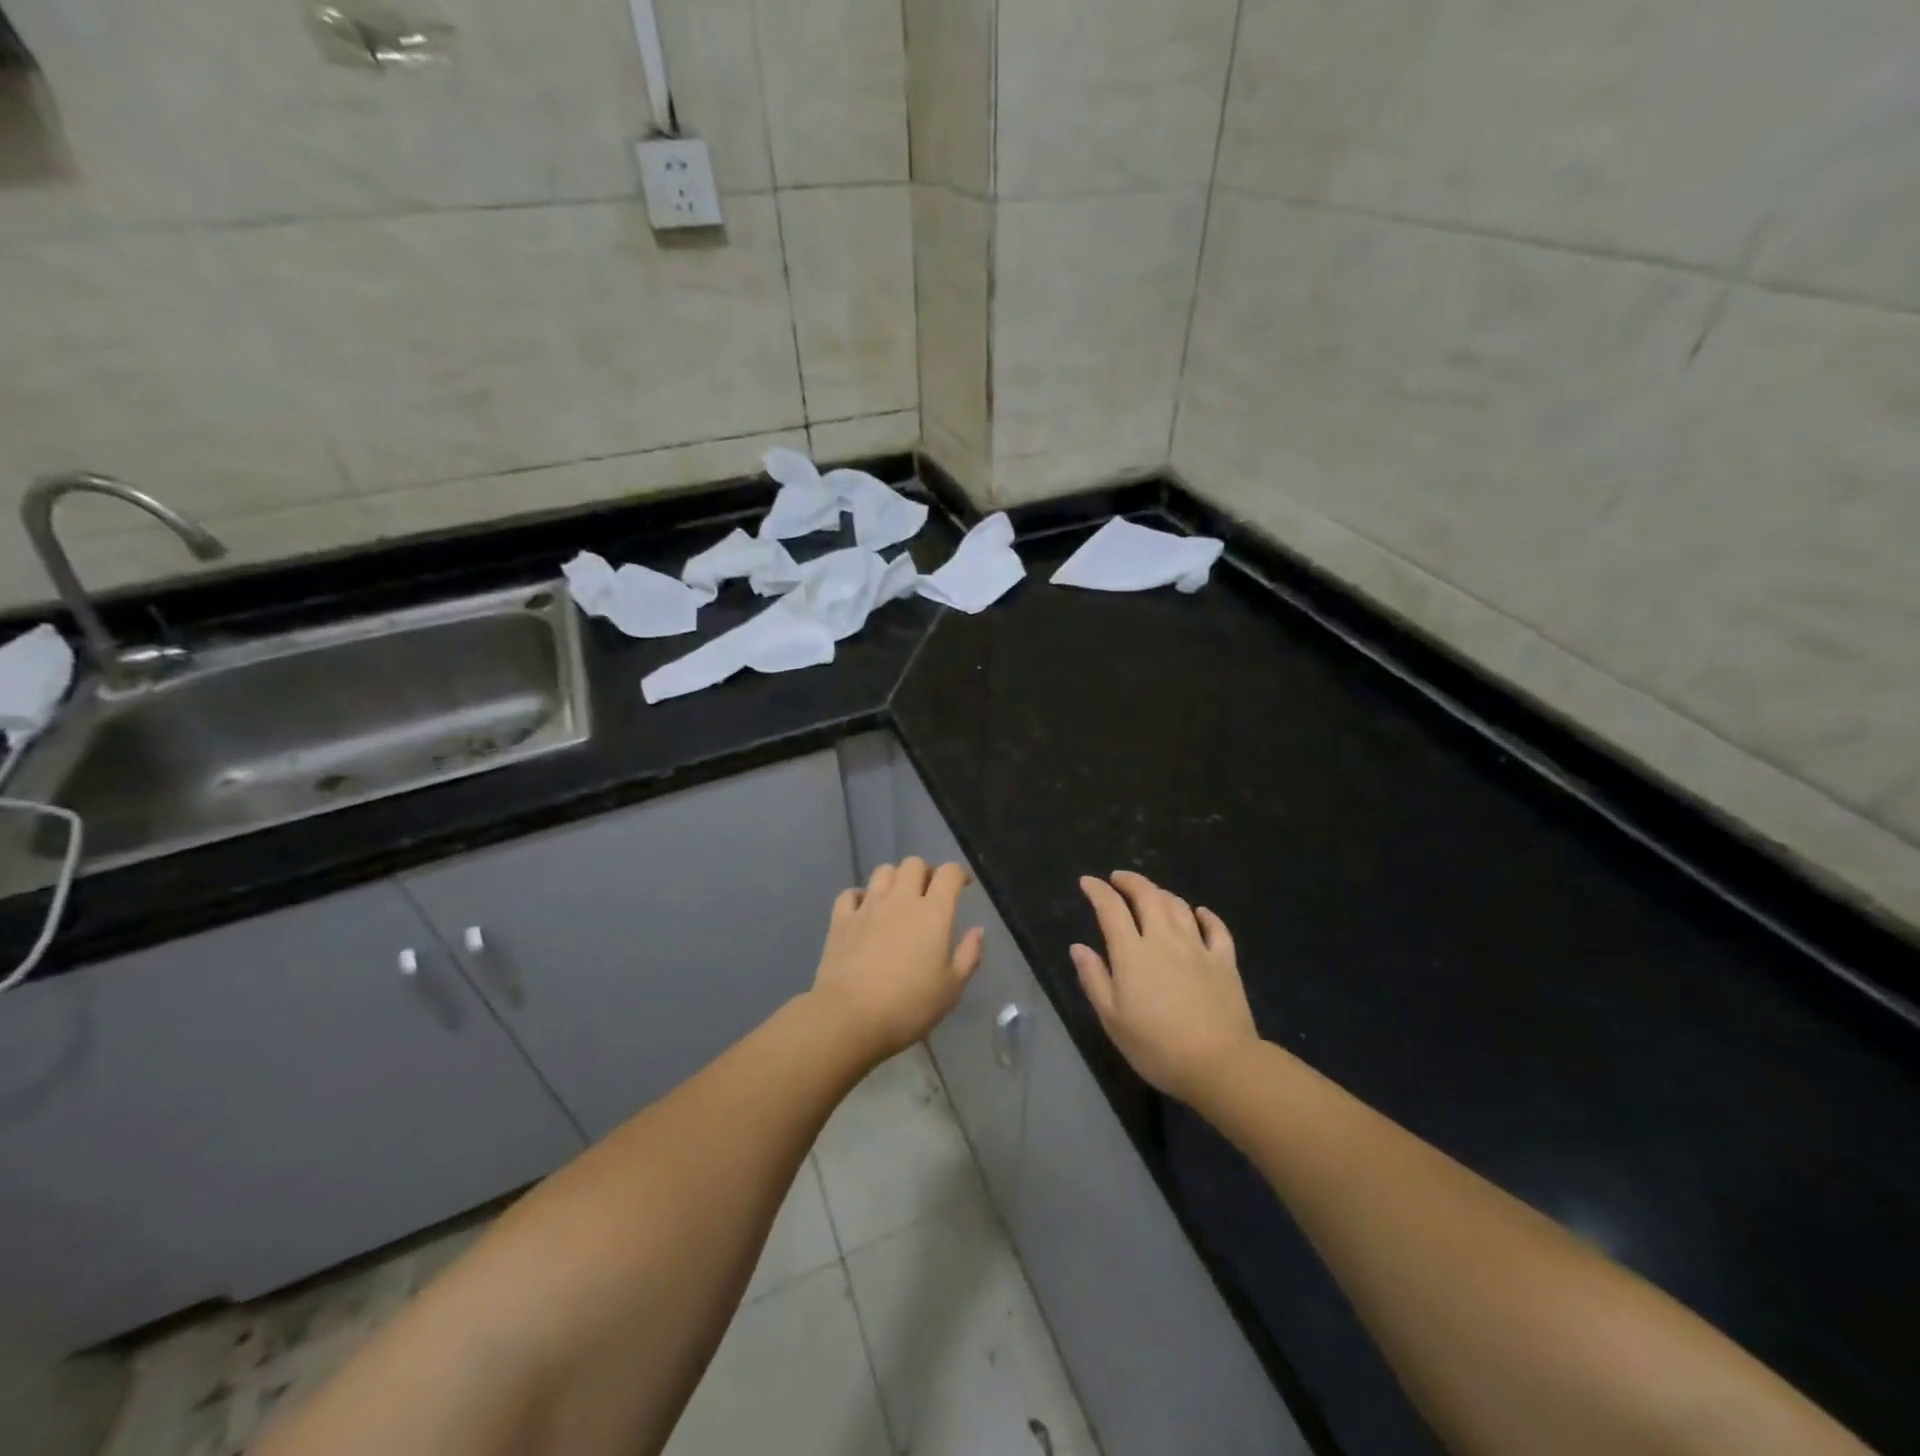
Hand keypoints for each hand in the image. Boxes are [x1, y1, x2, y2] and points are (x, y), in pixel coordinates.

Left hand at [812, 858, 984, 1060]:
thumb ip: (969, 955)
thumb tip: (977, 930)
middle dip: (924, 872)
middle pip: (914, 864)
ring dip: (894, 879)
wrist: (850, 1018)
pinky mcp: (840, 919)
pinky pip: (851, 893)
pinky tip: (864, 911)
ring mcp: (868, 906)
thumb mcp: (951, 989)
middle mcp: (901, 899)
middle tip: (928, 894)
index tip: (962, 886)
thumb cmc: (909, 1006)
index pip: (949, 873)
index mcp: (933, 913)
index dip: (958, 874)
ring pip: (883, 871)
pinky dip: (860, 896)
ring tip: (897, 900)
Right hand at [1072, 871, 1259, 1106]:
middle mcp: (1164, 939)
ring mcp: (1198, 947)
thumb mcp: (1113, 1019)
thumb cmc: (1157, 1046)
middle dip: (1130, 881)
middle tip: (1118, 878)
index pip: (1111, 908)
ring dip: (1161, 893)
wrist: (1220, 1064)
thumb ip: (1094, 979)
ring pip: (1179, 906)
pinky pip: (1216, 928)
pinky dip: (1205, 915)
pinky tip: (1199, 913)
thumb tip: (1078, 947)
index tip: (1087, 882)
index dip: (1097, 890)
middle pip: (1147, 896)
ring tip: (1151, 894)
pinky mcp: (1224, 961)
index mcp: (1133, 953)